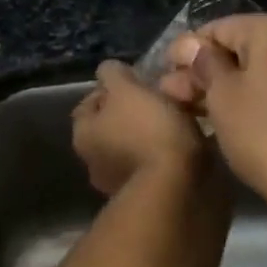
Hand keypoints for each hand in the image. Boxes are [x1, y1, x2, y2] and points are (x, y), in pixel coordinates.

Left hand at [71, 60, 208, 196]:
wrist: (176, 187)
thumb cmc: (148, 131)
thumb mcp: (127, 89)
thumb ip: (113, 74)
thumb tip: (108, 71)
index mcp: (83, 134)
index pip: (89, 103)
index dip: (110, 88)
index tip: (136, 80)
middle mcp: (92, 161)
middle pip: (111, 125)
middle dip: (132, 112)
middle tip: (159, 97)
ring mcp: (117, 183)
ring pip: (133, 145)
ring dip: (150, 133)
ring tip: (178, 119)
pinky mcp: (145, 195)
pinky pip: (152, 164)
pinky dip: (163, 153)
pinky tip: (183, 143)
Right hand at [158, 15, 266, 214]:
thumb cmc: (265, 133)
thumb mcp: (222, 96)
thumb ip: (204, 64)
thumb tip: (190, 45)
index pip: (218, 28)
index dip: (187, 51)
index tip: (164, 76)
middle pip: (242, 51)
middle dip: (206, 73)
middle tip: (173, 98)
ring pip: (263, 74)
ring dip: (229, 90)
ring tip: (196, 114)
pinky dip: (258, 103)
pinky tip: (236, 125)